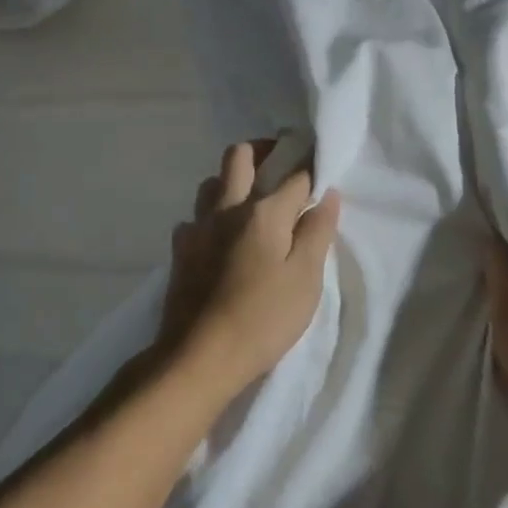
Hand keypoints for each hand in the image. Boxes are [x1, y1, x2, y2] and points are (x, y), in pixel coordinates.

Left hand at [160, 141, 341, 397]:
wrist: (198, 358)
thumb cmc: (263, 320)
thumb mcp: (305, 280)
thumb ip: (317, 232)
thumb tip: (328, 194)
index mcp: (265, 213)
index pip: (296, 174)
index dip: (311, 165)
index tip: (320, 165)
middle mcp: (228, 208)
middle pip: (240, 155)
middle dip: (263, 150)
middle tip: (281, 166)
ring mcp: (198, 227)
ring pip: (212, 182)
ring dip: (232, 180)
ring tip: (251, 202)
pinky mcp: (179, 250)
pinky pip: (195, 217)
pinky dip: (211, 217)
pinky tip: (220, 238)